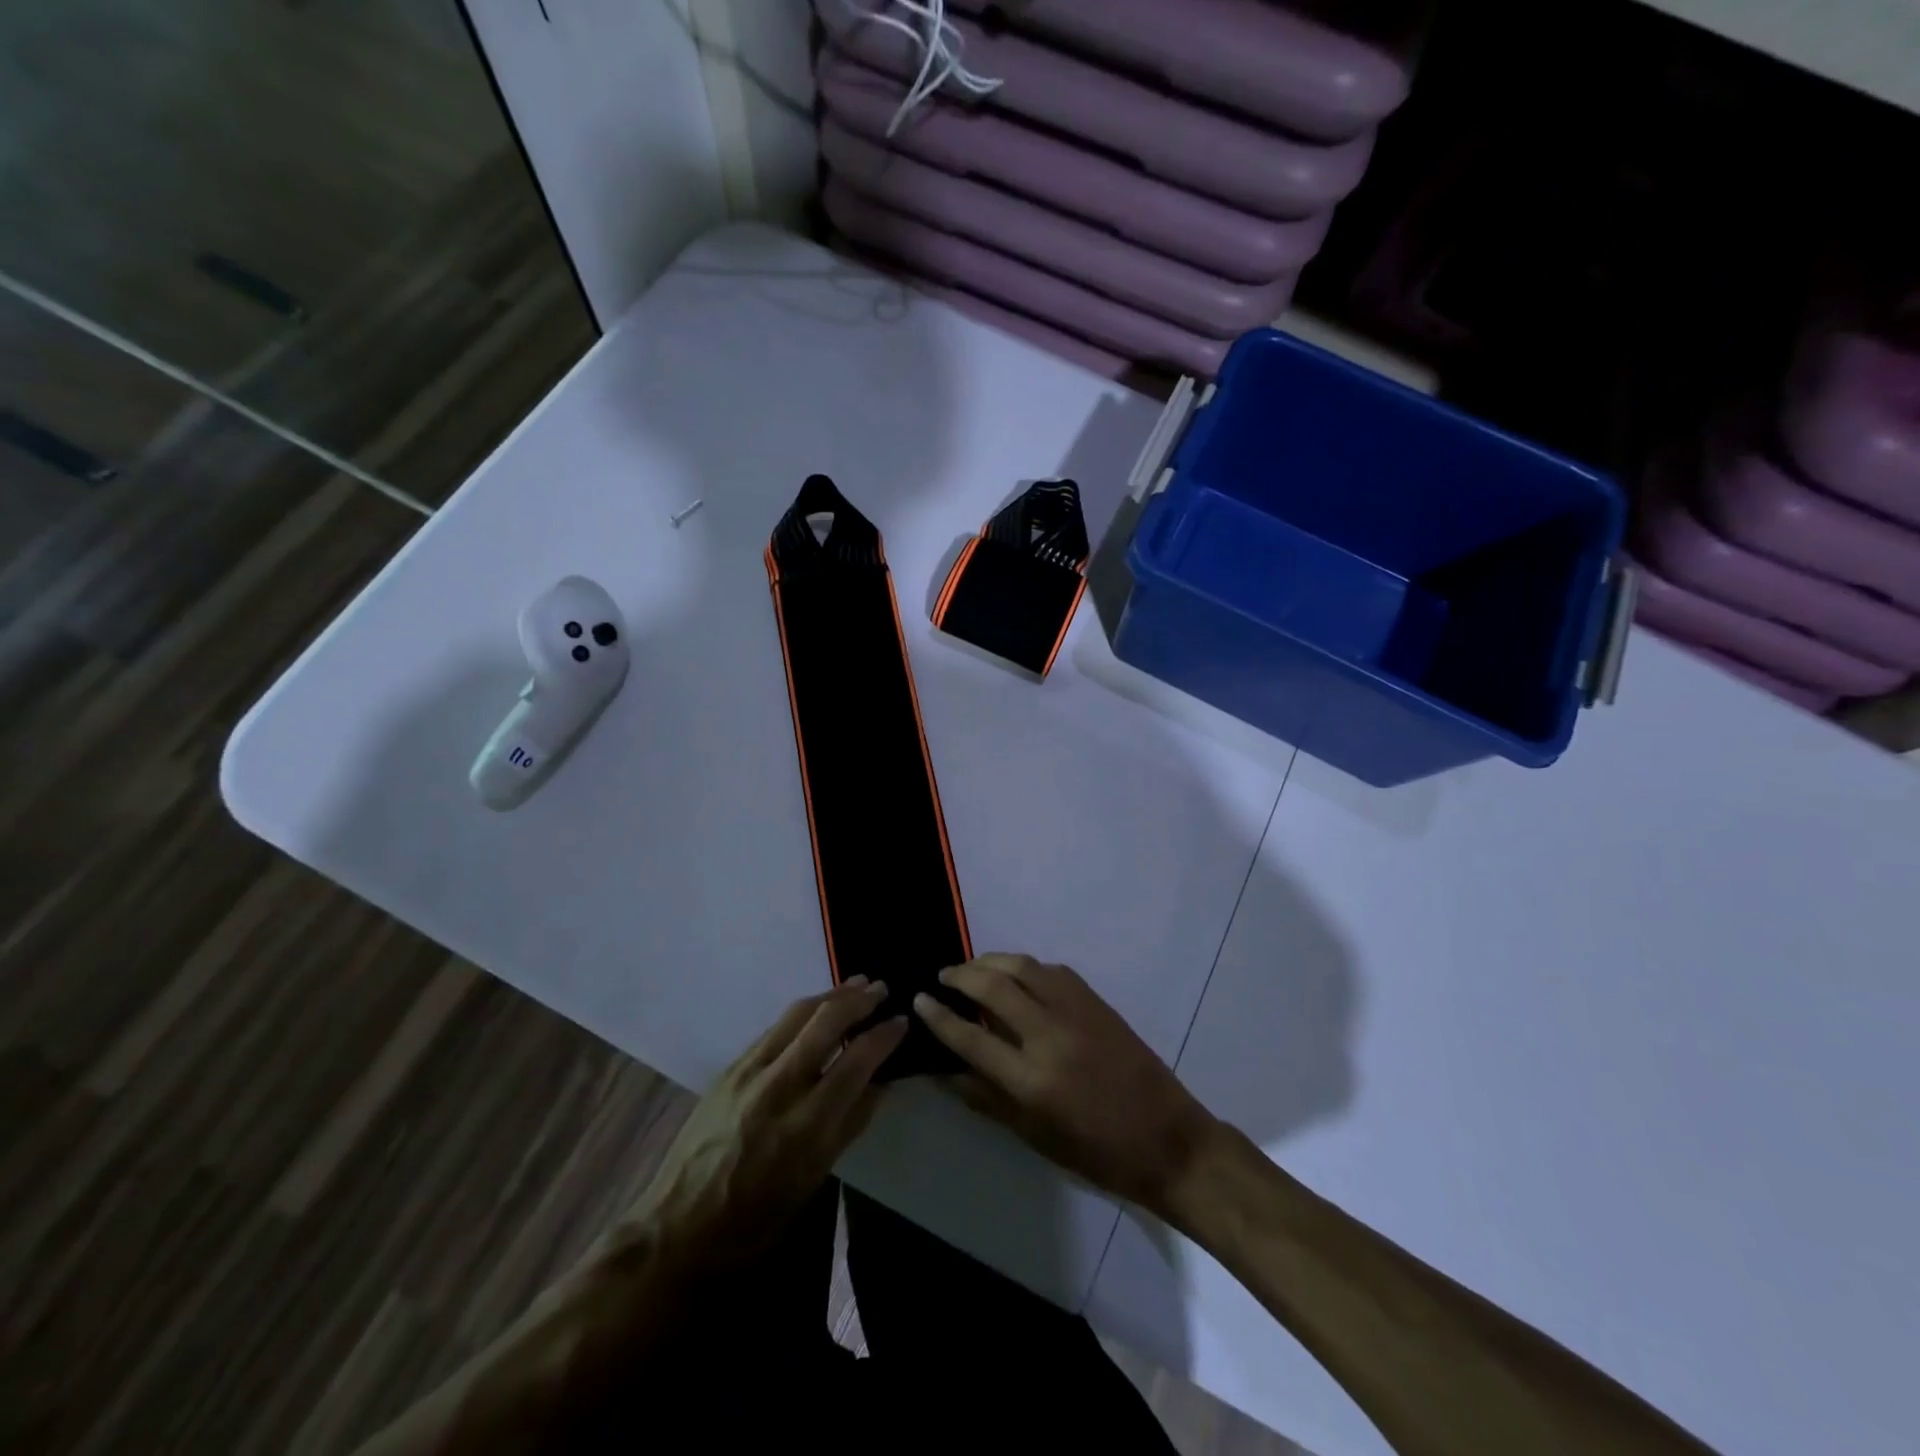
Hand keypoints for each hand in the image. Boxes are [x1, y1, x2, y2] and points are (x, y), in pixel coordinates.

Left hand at [623, 978, 905, 1272]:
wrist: (678, 1228)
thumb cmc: (756, 1218)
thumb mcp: (814, 1180)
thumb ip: (850, 1124)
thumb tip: (881, 1082)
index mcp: (806, 1126)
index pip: (856, 1062)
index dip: (884, 1036)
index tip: (902, 1021)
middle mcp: (778, 1087)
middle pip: (825, 1023)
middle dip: (859, 1000)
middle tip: (882, 988)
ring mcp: (749, 1072)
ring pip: (797, 1014)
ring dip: (831, 994)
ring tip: (856, 984)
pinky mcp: (730, 1068)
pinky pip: (774, 1027)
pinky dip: (802, 1013)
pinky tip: (816, 1011)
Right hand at [913, 954, 1219, 1220]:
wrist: (1167, 1138)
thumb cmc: (1098, 1152)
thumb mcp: (1036, 1137)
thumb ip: (988, 1100)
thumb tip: (948, 1071)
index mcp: (1031, 1080)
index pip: (970, 1037)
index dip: (939, 1016)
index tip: (919, 999)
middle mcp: (1049, 1036)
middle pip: (993, 987)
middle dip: (961, 975)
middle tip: (942, 976)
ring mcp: (1076, 1013)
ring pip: (1023, 967)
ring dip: (991, 961)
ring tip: (973, 967)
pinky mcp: (1097, 1002)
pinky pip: (1053, 971)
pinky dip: (1027, 967)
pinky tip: (1017, 975)